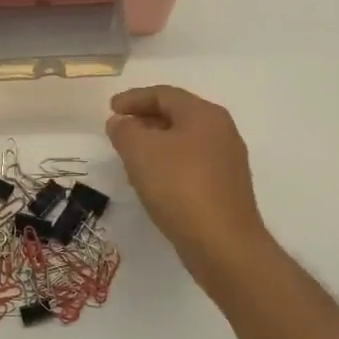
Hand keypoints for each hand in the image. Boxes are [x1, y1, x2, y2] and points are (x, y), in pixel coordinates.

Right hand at [105, 85, 272, 279]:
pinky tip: (152, 181)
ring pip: (184, 141)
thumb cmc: (179, 187)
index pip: (164, 94)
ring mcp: (228, 161)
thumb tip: (121, 122)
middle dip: (144, 120)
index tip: (110, 109)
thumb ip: (124, 130)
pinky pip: (191, 164)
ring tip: (130, 157)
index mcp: (204, 114)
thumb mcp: (140, 151)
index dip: (134, 98)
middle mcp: (221, 131)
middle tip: (119, 130)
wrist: (223, 245)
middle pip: (177, 115)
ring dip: (155, 144)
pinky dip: (168, 164)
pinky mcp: (226, 188)